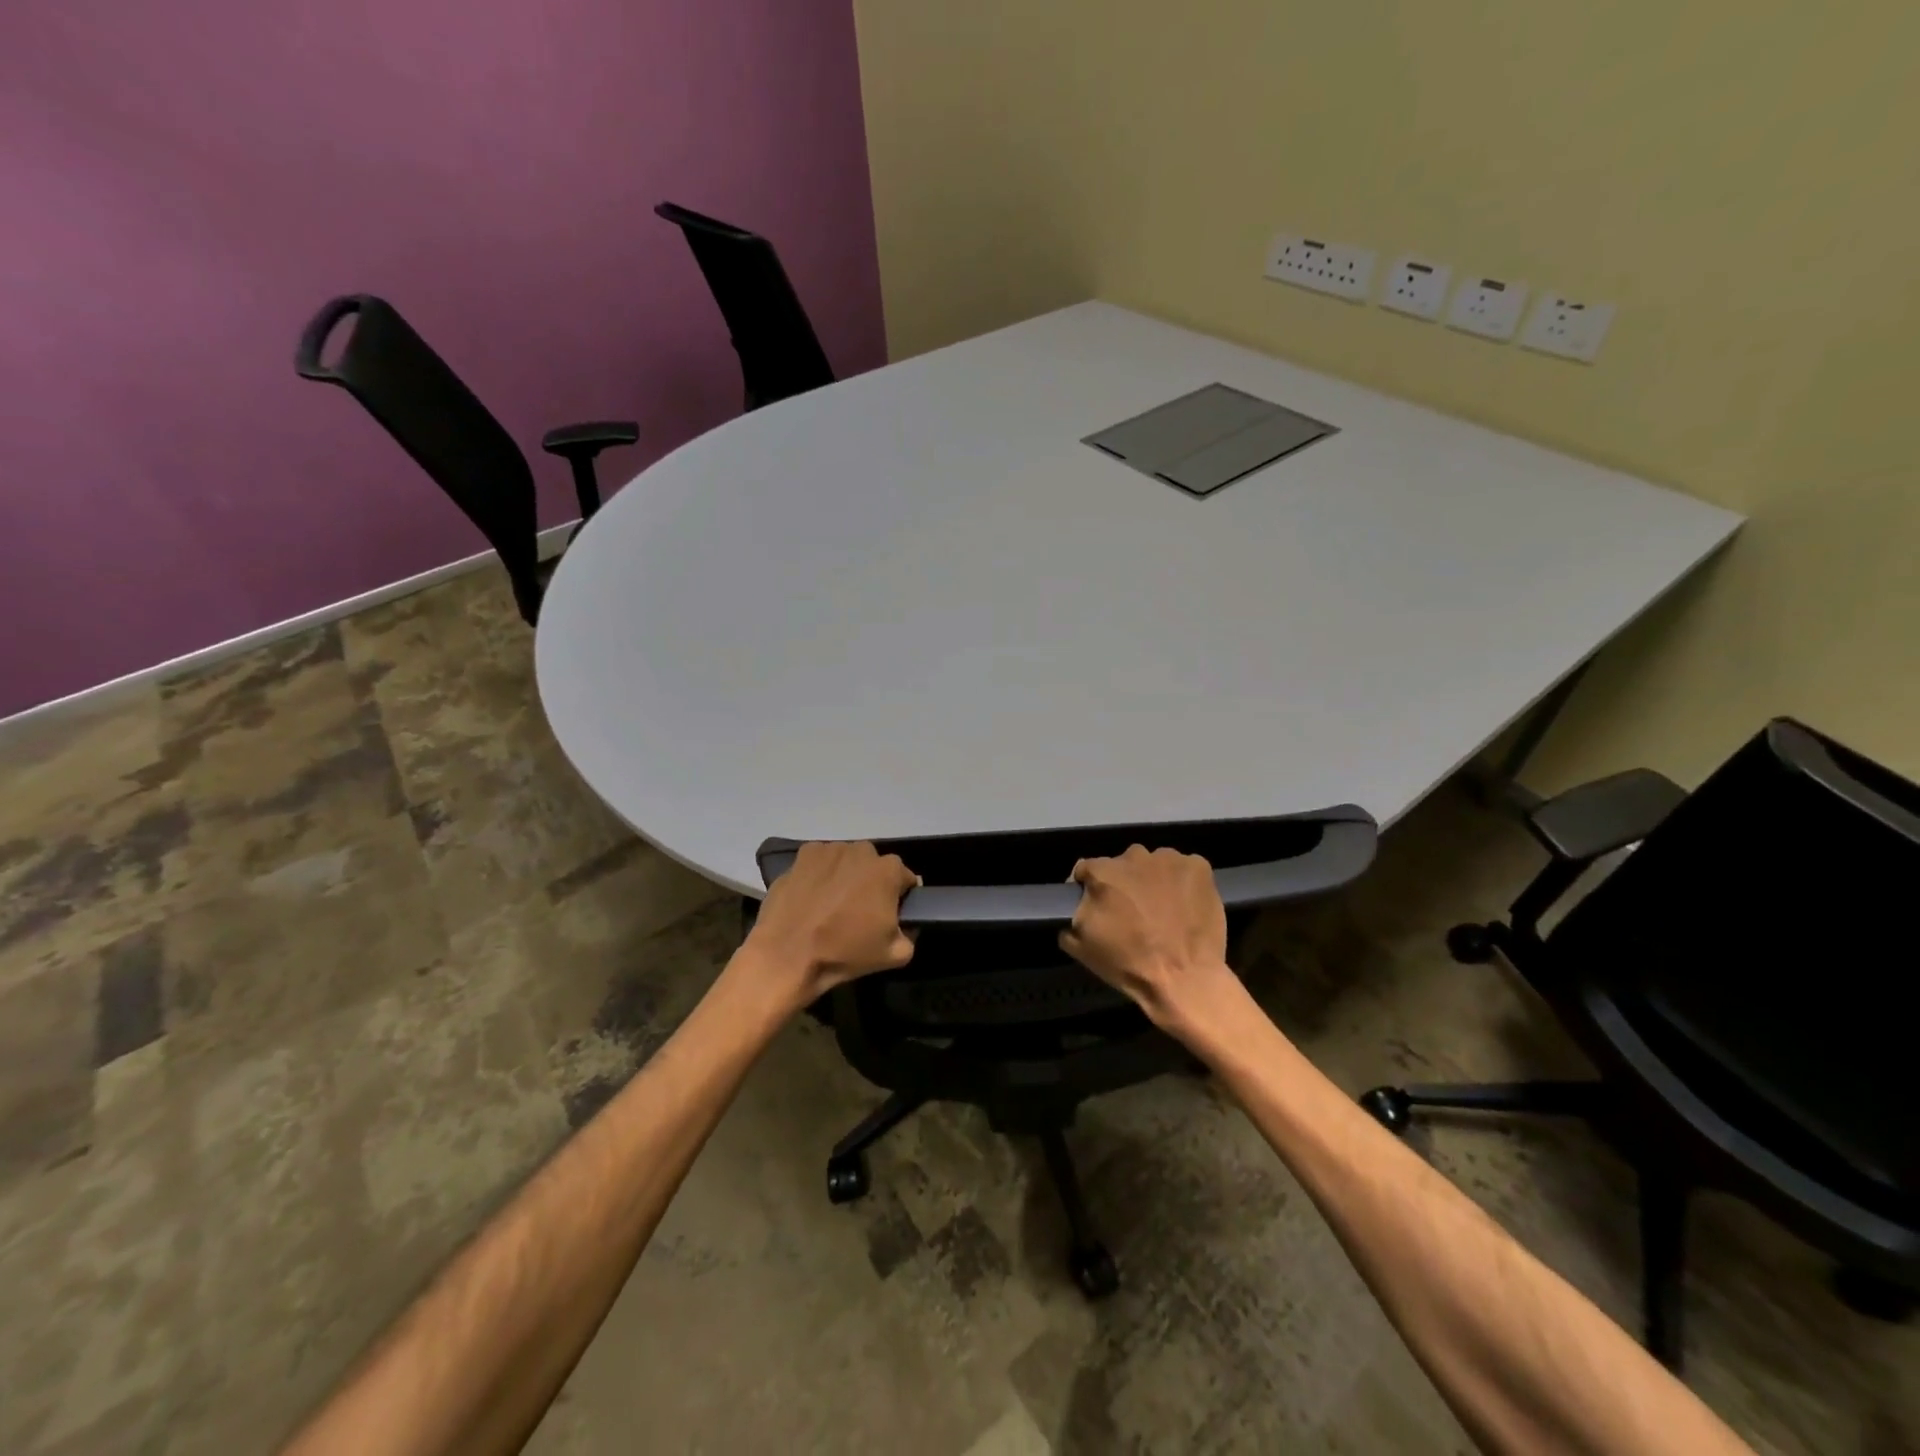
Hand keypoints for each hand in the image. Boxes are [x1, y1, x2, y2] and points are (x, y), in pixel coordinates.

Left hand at [744, 841, 917, 1004]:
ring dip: (845, 876)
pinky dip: (819, 874)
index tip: (889, 914)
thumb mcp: (895, 955)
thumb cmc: (844, 953)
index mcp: (888, 870)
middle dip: (871, 883)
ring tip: (831, 904)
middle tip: (859, 911)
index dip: (900, 897)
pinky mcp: (803, 855)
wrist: (787, 955)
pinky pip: (820, 862)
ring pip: (846, 861)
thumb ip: (910, 935)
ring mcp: (830, 849)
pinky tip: (811, 897)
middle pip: (874, 866)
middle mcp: (862, 851)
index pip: (905, 879)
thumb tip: (906, 925)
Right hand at [1058, 845, 1235, 1027]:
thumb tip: (1078, 907)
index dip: (1088, 887)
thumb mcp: (1081, 947)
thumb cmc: (1128, 963)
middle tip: (1132, 911)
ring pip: (1154, 864)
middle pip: (1122, 864)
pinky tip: (1185, 905)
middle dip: (1123, 883)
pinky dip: (1182, 882)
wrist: (1185, 979)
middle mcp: (1133, 856)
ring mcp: (1169, 858)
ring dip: (1153, 880)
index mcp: (1102, 872)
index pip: (1086, 869)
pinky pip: (1184, 868)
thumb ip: (1072, 916)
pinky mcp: (1198, 866)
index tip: (1096, 906)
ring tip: (1162, 909)